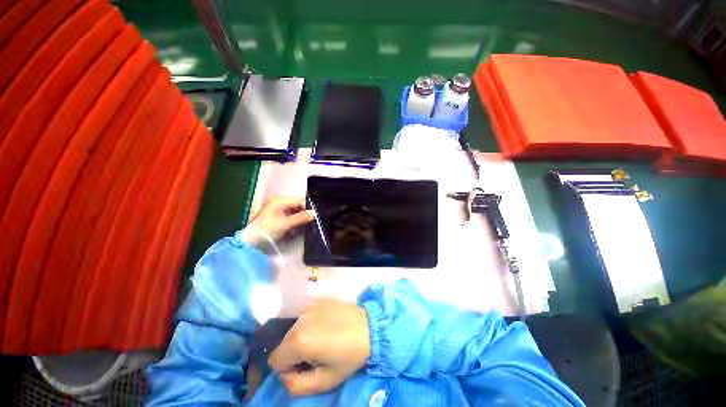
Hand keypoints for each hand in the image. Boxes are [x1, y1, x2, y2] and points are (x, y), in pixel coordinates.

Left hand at [242, 197, 314, 244]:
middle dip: (306, 212)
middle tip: (315, 219)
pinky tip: (302, 226)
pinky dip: (297, 222)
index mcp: (279, 201)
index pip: (299, 201)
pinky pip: (293, 217)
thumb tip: (314, 213)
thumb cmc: (267, 231)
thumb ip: (301, 218)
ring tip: (310, 223)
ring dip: (302, 218)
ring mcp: (279, 211)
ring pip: (296, 212)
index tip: (317, 214)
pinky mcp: (279, 218)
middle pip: (298, 206)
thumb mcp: (285, 224)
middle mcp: (280, 203)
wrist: (251, 243)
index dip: (308, 207)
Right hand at [269, 299, 369, 396]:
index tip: (307, 367)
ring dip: (304, 338)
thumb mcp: (323, 381)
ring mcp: (310, 307)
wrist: (370, 327)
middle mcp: (300, 320)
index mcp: (298, 341)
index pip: (275, 360)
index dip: (288, 370)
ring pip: (295, 330)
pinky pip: (307, 317)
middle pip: (284, 343)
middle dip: (296, 353)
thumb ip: (295, 385)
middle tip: (318, 354)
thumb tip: (286, 375)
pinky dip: (312, 324)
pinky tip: (328, 326)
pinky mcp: (319, 300)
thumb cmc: (349, 356)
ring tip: (324, 339)